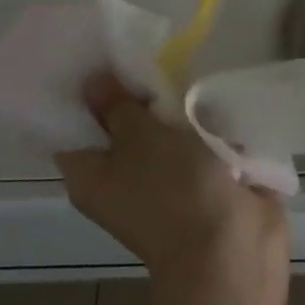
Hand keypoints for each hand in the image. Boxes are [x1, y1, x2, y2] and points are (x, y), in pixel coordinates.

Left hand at [56, 72, 287, 284]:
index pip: (72, 126)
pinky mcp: (199, 185)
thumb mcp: (139, 136)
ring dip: (176, 110)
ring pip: (161, 133)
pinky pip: (194, 145)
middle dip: (138, 93)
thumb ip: (117, 105)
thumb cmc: (172, 189)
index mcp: (90, 175)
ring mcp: (161, 185)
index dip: (82, 91)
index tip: (97, 53)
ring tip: (185, 71)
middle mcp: (119, 180)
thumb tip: (93, 82)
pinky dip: (204, 127)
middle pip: (120, 125)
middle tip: (147, 54)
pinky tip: (213, 101)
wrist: (232, 251)